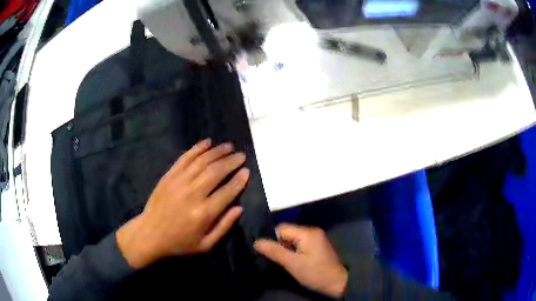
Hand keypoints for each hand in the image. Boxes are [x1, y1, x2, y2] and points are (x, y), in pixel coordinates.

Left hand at [116, 139, 248, 268]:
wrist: (150, 234)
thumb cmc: (179, 243)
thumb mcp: (205, 245)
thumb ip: (224, 227)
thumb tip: (239, 208)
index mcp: (204, 213)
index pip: (227, 191)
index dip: (239, 180)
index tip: (247, 171)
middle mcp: (193, 194)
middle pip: (216, 172)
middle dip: (231, 161)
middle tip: (241, 155)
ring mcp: (179, 182)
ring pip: (202, 161)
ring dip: (217, 152)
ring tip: (228, 146)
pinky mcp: (169, 176)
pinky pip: (185, 158)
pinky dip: (196, 149)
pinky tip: (206, 143)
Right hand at [254, 224, 347, 297]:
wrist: (337, 283)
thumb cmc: (314, 273)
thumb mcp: (292, 263)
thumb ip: (274, 251)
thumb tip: (256, 241)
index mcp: (307, 232)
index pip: (282, 228)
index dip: (272, 239)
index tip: (267, 252)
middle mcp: (312, 231)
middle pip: (287, 232)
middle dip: (279, 244)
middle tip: (274, 258)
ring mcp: (316, 238)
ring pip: (293, 239)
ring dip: (286, 248)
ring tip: (282, 260)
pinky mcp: (317, 246)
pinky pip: (300, 243)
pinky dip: (294, 250)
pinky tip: (292, 260)